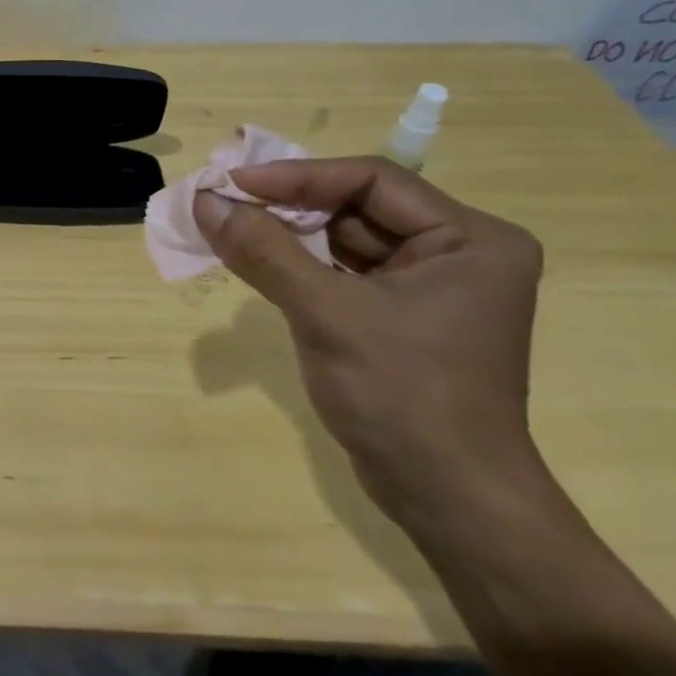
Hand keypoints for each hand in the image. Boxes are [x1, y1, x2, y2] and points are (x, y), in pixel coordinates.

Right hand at [195, 156, 546, 525]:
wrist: (445, 498)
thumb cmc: (402, 396)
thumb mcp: (327, 315)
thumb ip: (265, 252)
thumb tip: (205, 201)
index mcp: (470, 239)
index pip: (372, 180)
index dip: (297, 177)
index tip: (233, 181)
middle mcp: (457, 252)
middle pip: (356, 207)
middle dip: (287, 206)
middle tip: (222, 201)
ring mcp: (429, 287)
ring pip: (344, 240)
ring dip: (286, 235)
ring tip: (227, 227)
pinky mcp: (400, 317)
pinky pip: (341, 273)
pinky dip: (297, 266)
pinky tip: (254, 262)